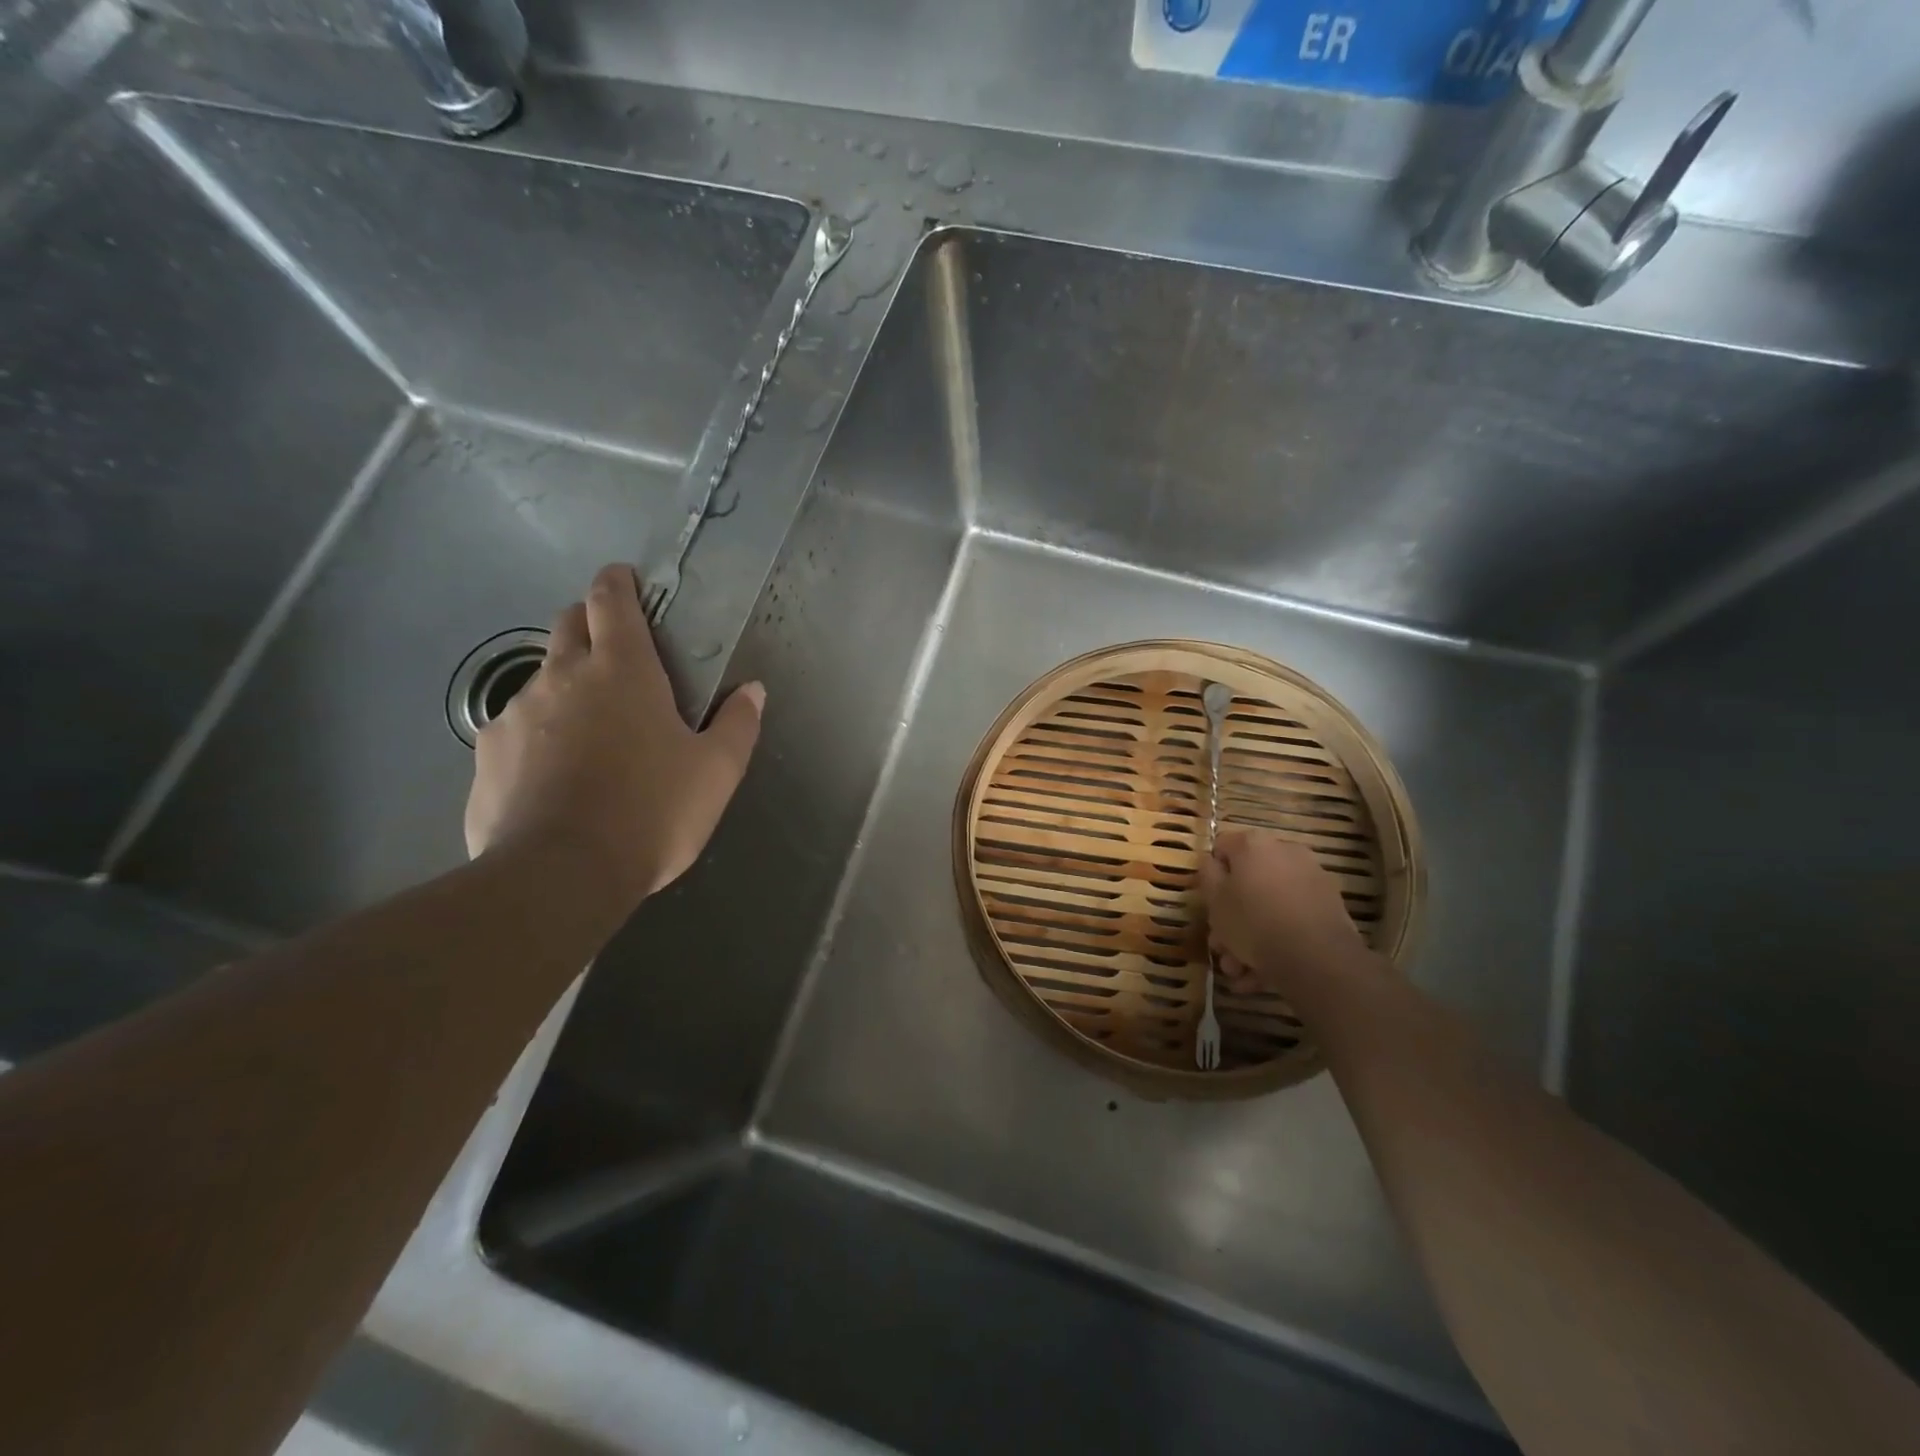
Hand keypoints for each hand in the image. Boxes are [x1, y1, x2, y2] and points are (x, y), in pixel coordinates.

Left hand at [463, 563, 764, 911]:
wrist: (560, 875)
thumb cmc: (652, 812)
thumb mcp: (716, 772)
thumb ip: (737, 725)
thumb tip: (752, 690)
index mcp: (621, 670)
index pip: (611, 601)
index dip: (617, 581)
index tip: (623, 577)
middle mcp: (561, 677)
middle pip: (567, 624)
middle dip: (589, 622)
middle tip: (616, 652)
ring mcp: (516, 714)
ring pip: (541, 678)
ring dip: (566, 685)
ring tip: (591, 730)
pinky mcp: (487, 755)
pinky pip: (516, 728)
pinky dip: (539, 734)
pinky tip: (555, 774)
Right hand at [1199, 829, 1382, 1001]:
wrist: (1316, 958)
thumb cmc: (1253, 922)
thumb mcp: (1214, 899)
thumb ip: (1208, 874)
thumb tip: (1213, 862)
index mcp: (1254, 845)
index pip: (1222, 847)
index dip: (1211, 875)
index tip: (1209, 902)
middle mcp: (1285, 852)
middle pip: (1248, 880)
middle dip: (1231, 915)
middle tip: (1221, 946)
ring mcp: (1312, 878)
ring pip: (1270, 904)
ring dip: (1251, 935)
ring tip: (1240, 970)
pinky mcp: (1330, 906)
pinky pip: (1293, 918)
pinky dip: (1278, 939)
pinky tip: (1263, 973)